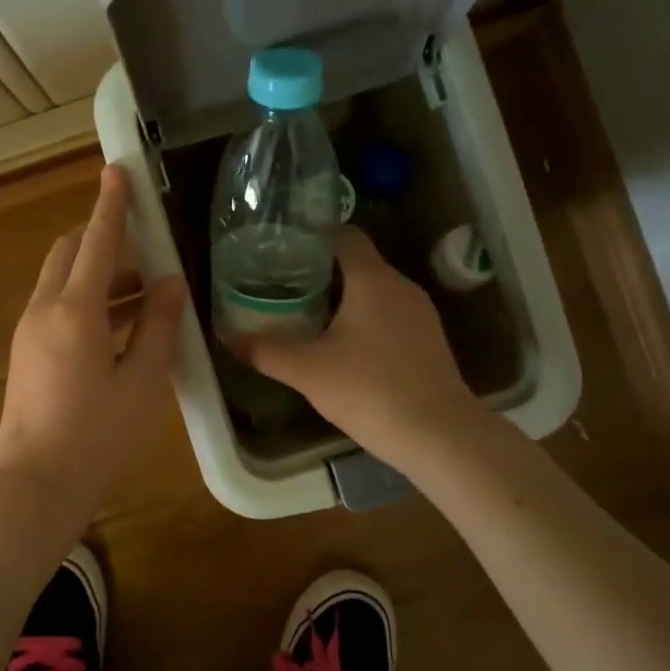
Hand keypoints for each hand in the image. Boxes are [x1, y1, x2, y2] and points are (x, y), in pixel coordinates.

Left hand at [0, 165, 186, 537]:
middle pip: (68, 252)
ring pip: (61, 280)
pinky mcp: (25, 353)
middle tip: (145, 247)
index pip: (96, 241)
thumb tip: (171, 283)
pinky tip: (119, 324)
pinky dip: (85, 298)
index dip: (111, 205)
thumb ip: (159, 326)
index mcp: (74, 311)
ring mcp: (28, 331)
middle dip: (101, 237)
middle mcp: (44, 310)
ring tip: (145, 290)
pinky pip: (56, 306)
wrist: (34, 487)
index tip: (118, 171)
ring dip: (97, 272)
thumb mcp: (142, 381)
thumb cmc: (97, 437)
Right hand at [250, 227, 488, 472]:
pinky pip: (391, 314)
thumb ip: (266, 352)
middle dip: (322, 271)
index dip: (314, 236)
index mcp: (372, 280)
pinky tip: (346, 347)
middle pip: (358, 263)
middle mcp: (401, 286)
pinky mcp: (429, 339)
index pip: (345, 235)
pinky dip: (366, 319)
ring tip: (309, 314)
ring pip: (376, 291)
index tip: (284, 250)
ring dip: (345, 297)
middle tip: (285, 286)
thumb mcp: (308, 372)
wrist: (439, 435)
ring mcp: (420, 313)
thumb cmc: (370, 390)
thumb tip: (230, 339)